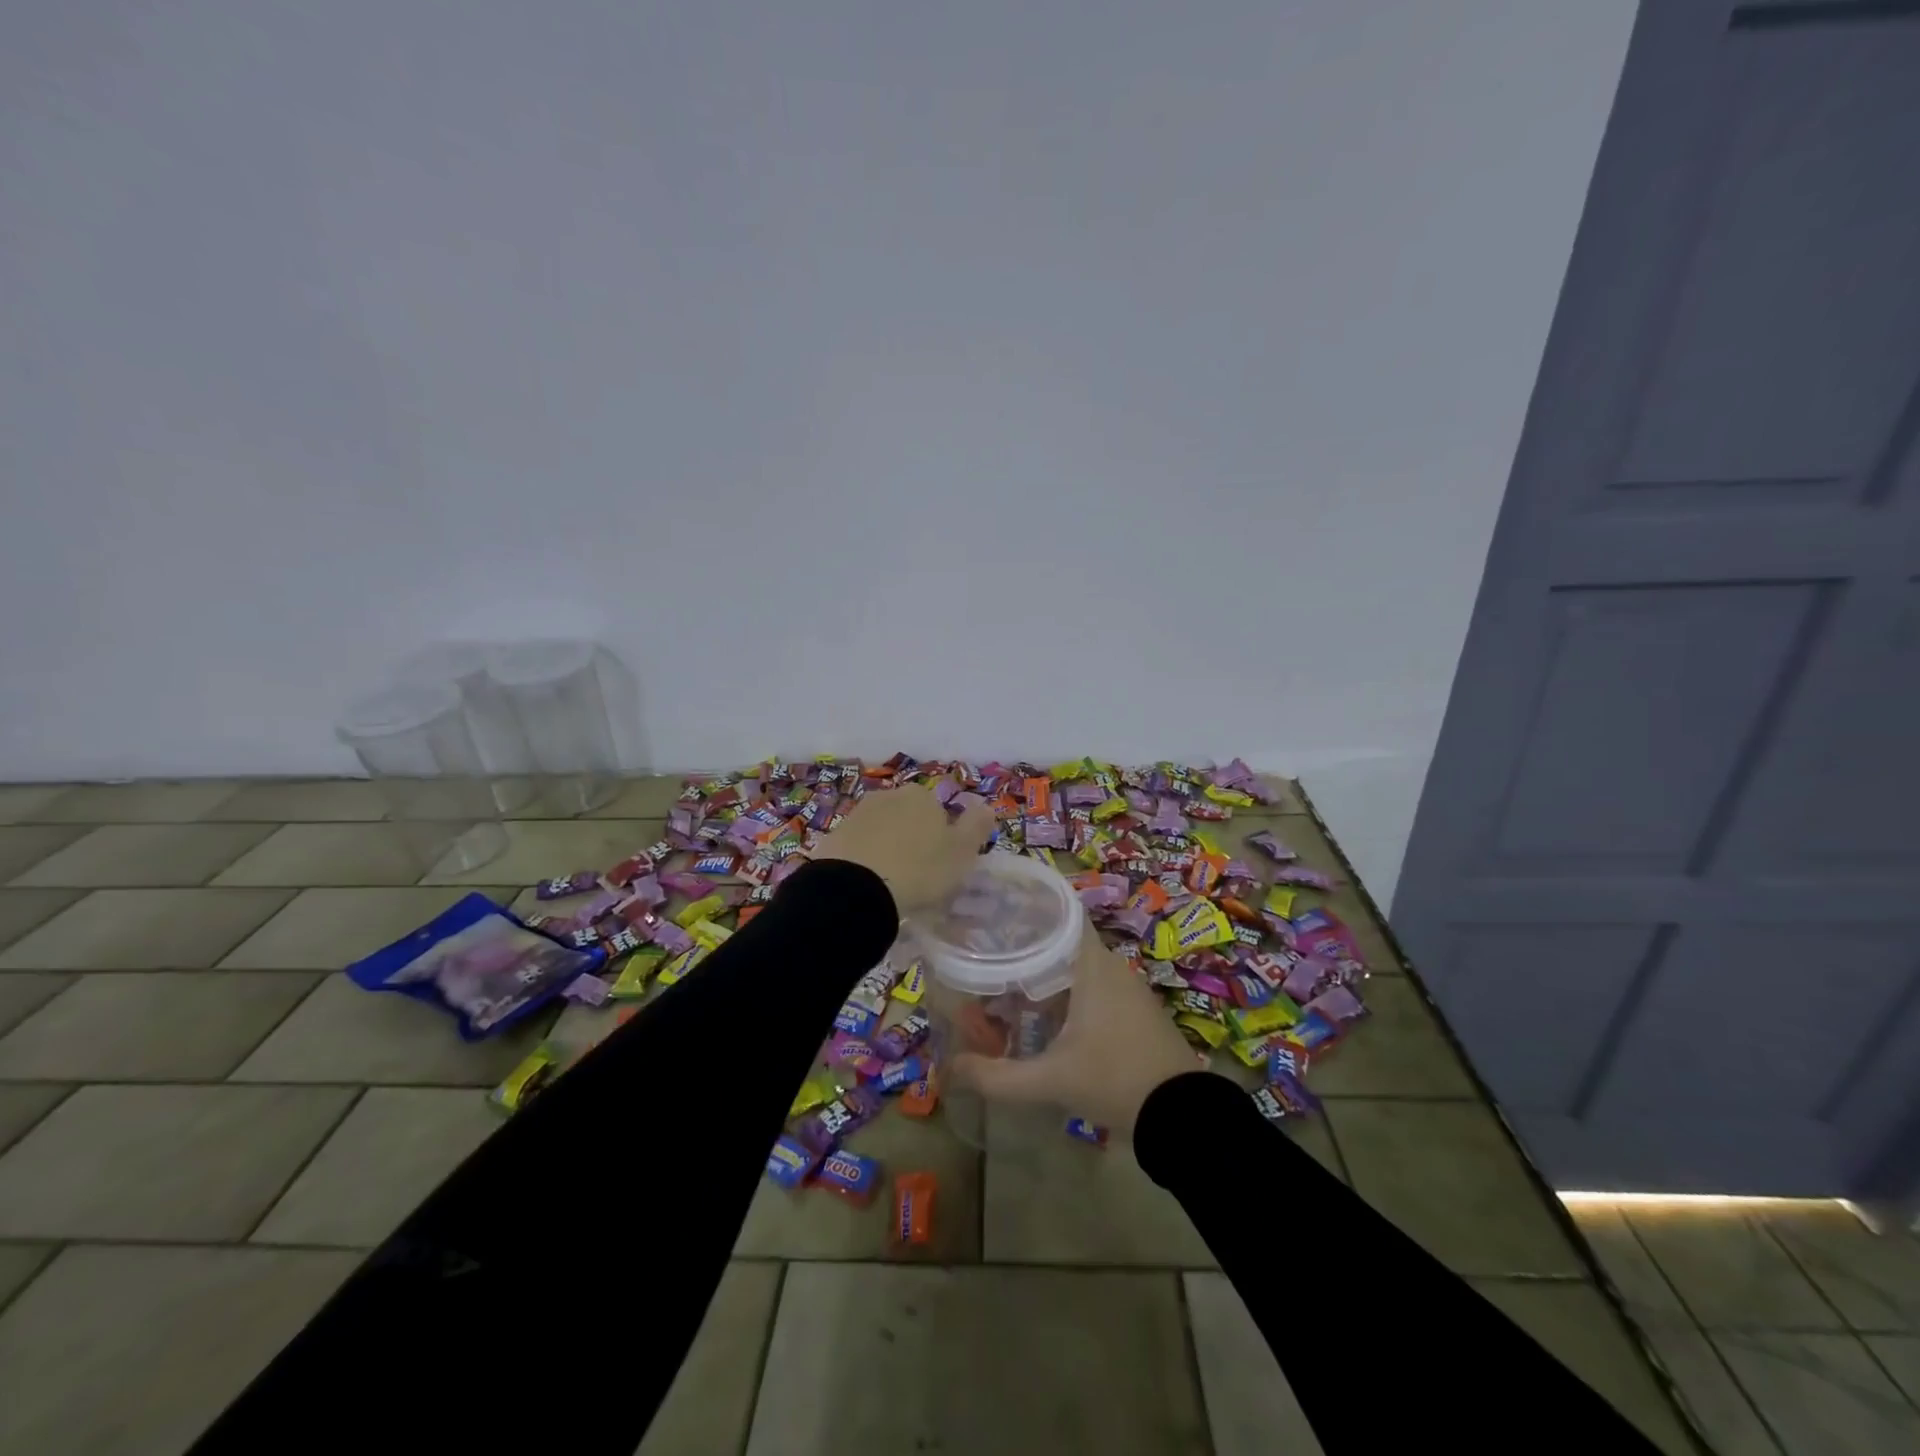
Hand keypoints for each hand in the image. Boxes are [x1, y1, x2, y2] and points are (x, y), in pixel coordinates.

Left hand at [811, 785, 993, 915]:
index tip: (942, 864)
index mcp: (922, 797)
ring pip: (881, 831)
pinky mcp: (833, 838)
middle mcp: (888, 796)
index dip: (943, 837)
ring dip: (887, 850)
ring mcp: (857, 815)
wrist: (855, 889)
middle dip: (913, 839)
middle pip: (908, 817)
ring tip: (892, 884)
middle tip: (918, 875)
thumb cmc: (919, 869)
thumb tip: (987, 806)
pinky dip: (864, 863)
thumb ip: (977, 826)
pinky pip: (858, 849)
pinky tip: (867, 886)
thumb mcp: (962, 852)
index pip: (939, 811)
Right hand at [949, 926, 1212, 1135]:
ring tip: (1004, 986)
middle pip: (1060, 941)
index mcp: (1091, 964)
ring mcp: (1125, 987)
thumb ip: (998, 1076)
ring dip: (1044, 975)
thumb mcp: (1051, 1081)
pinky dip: (1064, 992)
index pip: (1059, 913)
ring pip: (1075, 966)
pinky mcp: (1133, 1010)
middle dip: (1024, 949)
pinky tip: (1041, 1015)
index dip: (1027, 910)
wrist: (1182, 1116)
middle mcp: (1109, 965)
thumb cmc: (1114, 1080)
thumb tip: (950, 1069)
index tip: (994, 915)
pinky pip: (1091, 986)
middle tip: (986, 957)